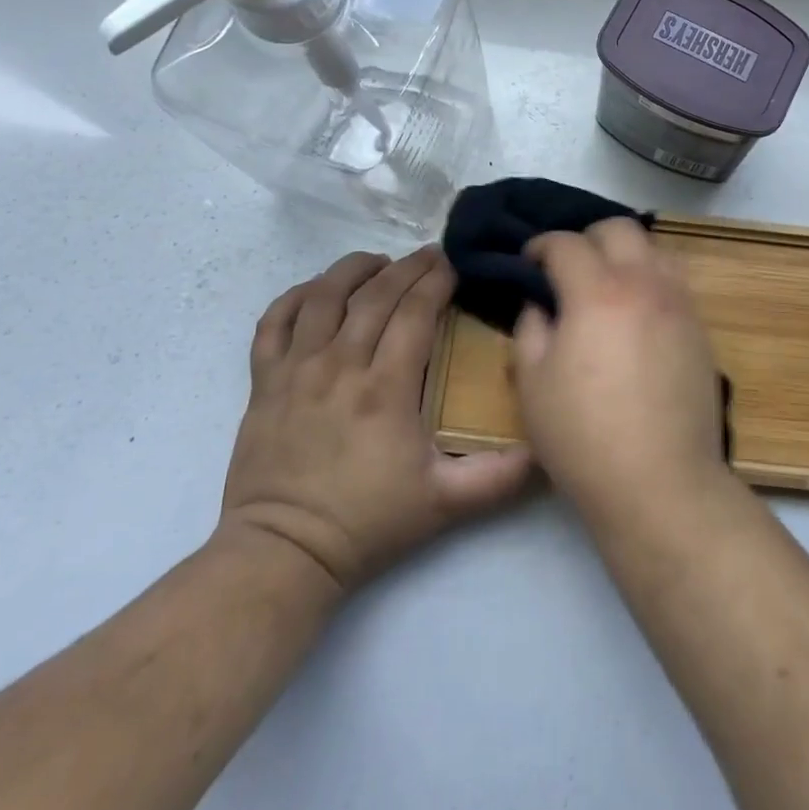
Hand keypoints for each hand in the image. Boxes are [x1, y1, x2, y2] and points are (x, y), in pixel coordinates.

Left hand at [218, 246, 532, 592]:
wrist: (283, 554)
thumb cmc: (367, 522)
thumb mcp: (444, 504)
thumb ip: (499, 477)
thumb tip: (545, 449)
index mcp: (385, 389)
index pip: (415, 311)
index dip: (437, 280)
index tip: (454, 265)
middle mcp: (340, 366)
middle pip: (375, 294)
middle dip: (407, 267)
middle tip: (429, 255)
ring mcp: (296, 370)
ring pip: (323, 296)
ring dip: (353, 269)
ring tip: (378, 262)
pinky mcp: (263, 381)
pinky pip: (273, 322)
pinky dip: (295, 296)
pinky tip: (318, 291)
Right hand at [510, 219, 727, 517]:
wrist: (662, 483)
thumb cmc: (585, 436)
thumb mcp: (533, 385)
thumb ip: (530, 330)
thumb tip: (541, 305)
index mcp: (597, 292)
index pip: (565, 244)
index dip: (540, 246)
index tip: (528, 261)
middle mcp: (643, 283)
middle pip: (618, 228)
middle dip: (586, 237)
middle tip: (567, 267)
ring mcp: (679, 302)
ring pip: (654, 247)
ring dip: (625, 252)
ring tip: (607, 282)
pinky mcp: (699, 326)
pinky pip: (675, 279)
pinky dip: (651, 277)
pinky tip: (637, 309)